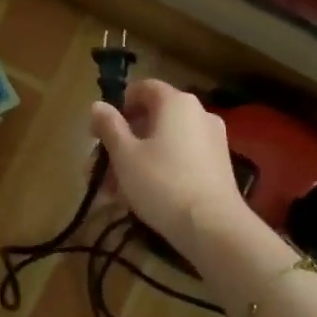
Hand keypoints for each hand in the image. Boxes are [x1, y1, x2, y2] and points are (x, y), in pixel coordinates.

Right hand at [90, 80, 247, 250]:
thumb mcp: (125, 155)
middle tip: (100, 169)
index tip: (99, 132)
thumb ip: (109, 126)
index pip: (143, 88)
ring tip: (114, 192)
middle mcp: (198, 113)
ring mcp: (212, 140)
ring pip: (164, 143)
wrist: (213, 228)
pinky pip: (180, 158)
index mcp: (176, 102)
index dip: (117, 106)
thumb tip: (98, 105)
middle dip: (122, 142)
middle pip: (151, 119)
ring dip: (136, 160)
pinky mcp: (218, 166)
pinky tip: (140, 198)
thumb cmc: (162, 183)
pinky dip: (159, 169)